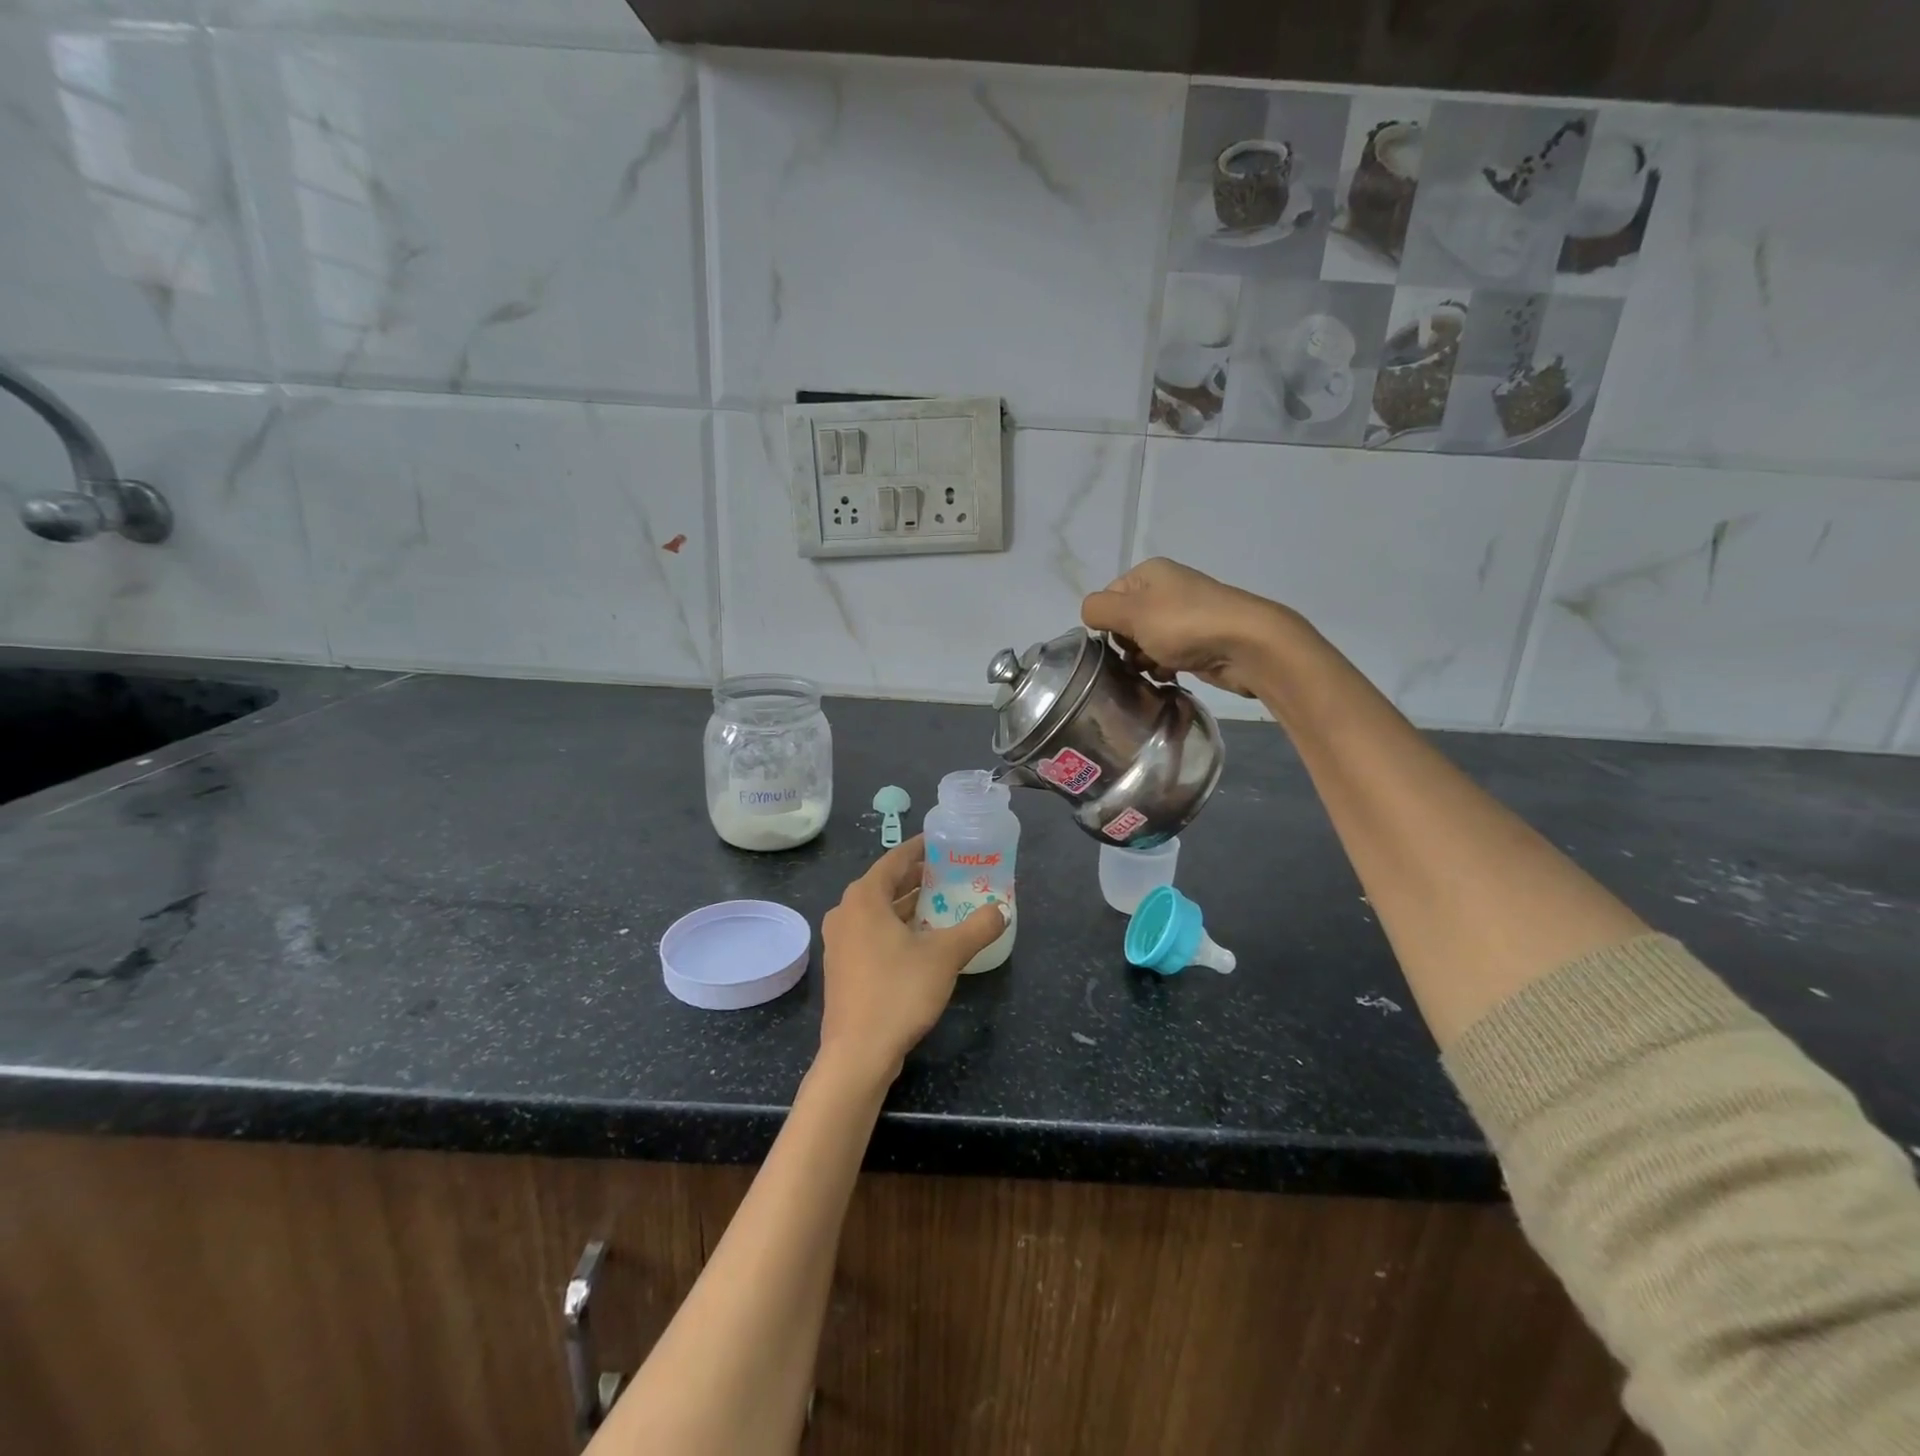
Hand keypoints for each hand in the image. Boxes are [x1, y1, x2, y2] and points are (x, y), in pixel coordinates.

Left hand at [818, 836, 1007, 1083]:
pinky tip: (922, 941)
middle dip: (917, 879)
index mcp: (864, 898)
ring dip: (907, 906)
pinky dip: (895, 929)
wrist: (858, 1053)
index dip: (920, 849)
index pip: (895, 860)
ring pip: (878, 912)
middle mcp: (845, 913)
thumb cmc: (898, 992)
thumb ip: (977, 928)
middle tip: (951, 874)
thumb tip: (1002, 910)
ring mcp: (840, 942)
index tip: (943, 843)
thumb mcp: (946, 956)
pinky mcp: (843, 967)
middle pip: (885, 884)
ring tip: (942, 904)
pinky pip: (871, 934)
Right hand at [1081, 557, 1295, 697]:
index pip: (1107, 598)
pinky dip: (1163, 666)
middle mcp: (1166, 589)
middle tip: (1137, 657)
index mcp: (1149, 574)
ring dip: (1143, 659)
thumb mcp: (1131, 613)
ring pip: (1145, 642)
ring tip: (1154, 669)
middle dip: (1125, 644)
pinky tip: (1169, 675)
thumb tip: (1090, 615)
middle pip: (1125, 622)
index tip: (1117, 641)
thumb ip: (1098, 610)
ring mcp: (1184, 615)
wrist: (1246, 644)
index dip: (1106, 623)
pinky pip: (1167, 654)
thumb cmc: (1183, 624)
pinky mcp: (1198, 640)